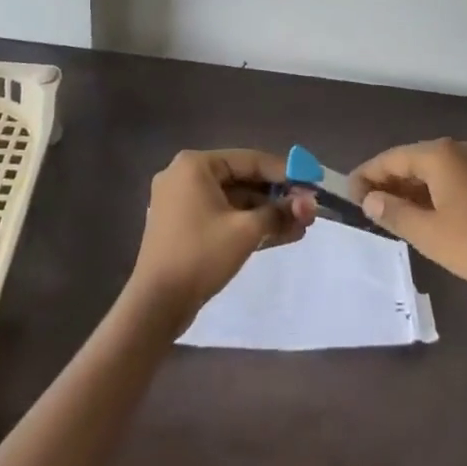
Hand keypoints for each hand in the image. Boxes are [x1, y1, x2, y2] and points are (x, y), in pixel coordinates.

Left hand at [130, 149, 315, 325]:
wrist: (155, 306)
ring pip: (234, 200)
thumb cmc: (200, 256)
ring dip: (266, 213)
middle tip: (308, 208)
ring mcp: (182, 201)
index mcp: (195, 165)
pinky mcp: (184, 226)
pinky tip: (280, 234)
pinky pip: (222, 215)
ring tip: (301, 226)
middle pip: (242, 179)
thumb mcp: (246, 231)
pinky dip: (247, 224)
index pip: (249, 160)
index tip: (311, 183)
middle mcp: (185, 175)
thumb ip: (280, 213)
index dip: (284, 172)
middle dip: (277, 197)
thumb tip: (311, 204)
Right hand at [350, 137, 466, 300]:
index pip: (392, 158)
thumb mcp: (429, 233)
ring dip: (412, 189)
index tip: (347, 194)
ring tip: (393, 214)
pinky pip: (453, 178)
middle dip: (389, 182)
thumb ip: (394, 213)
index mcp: (440, 154)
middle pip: (414, 160)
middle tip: (368, 208)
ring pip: (435, 170)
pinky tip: (429, 215)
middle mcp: (459, 149)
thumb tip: (370, 199)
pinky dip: (434, 192)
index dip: (368, 175)